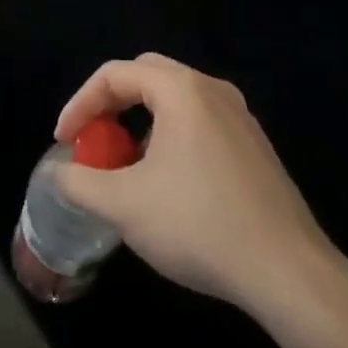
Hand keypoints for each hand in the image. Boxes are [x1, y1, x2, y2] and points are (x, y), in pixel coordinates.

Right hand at [51, 53, 347, 325]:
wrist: (288, 273)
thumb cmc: (199, 225)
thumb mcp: (123, 205)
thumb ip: (79, 182)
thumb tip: (59, 174)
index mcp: (182, 91)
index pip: (114, 75)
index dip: (79, 103)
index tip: (64, 142)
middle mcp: (214, 91)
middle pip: (146, 76)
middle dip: (110, 104)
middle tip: (92, 139)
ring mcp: (241, 118)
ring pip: (175, 100)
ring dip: (140, 121)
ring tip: (124, 164)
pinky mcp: (256, 148)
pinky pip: (200, 122)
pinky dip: (169, 136)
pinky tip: (165, 182)